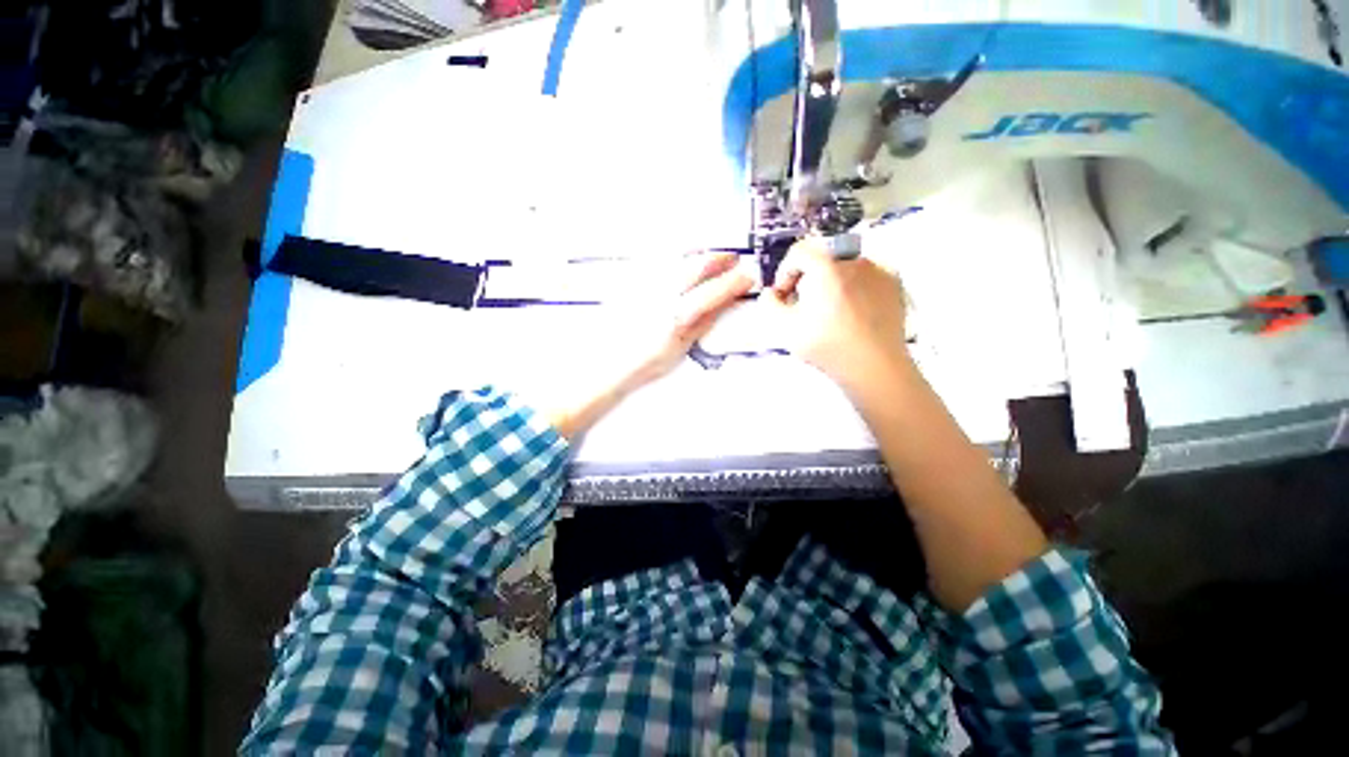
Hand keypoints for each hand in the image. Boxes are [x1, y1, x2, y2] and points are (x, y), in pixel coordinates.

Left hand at [547, 251, 752, 438]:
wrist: (607, 362)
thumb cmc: (642, 362)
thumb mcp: (679, 349)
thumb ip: (701, 324)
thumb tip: (720, 306)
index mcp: (677, 315)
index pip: (714, 292)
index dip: (735, 282)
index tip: (748, 277)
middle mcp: (662, 294)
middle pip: (698, 265)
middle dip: (721, 259)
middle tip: (734, 260)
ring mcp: (647, 285)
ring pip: (680, 258)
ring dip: (701, 254)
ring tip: (713, 257)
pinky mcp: (635, 282)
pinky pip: (661, 261)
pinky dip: (679, 257)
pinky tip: (683, 260)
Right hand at [764, 237, 908, 389]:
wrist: (873, 365)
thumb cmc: (826, 345)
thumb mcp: (784, 327)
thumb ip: (769, 304)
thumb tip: (770, 292)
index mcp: (826, 266)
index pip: (798, 252)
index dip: (785, 272)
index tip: (783, 294)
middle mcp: (854, 260)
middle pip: (821, 257)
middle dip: (807, 277)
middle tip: (803, 302)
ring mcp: (878, 269)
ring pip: (845, 265)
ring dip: (830, 281)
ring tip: (829, 309)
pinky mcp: (894, 283)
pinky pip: (866, 275)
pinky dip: (854, 285)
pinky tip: (852, 310)